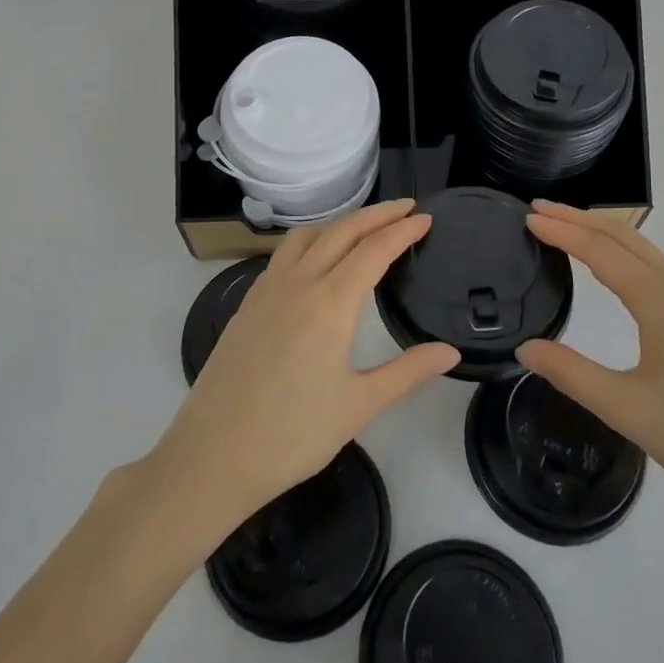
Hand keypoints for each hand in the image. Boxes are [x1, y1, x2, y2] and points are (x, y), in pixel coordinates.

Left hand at [147, 200, 459, 532]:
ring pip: (308, 236)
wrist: (213, 455)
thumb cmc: (293, 434)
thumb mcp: (360, 406)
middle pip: (342, 231)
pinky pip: (284, 254)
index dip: (402, 230)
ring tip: (364, 227)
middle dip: (378, 214)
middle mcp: (299, 283)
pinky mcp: (248, 303)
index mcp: (331, 302)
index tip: (425, 217)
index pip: (374, 250)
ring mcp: (267, 290)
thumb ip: (408, 372)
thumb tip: (451, 352)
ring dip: (341, 222)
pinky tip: (316, 259)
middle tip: (406, 207)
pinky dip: (311, 240)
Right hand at [516, 201, 663, 533]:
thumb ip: (571, 373)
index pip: (601, 250)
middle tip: (538, 210)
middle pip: (626, 237)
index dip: (562, 231)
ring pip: (646, 251)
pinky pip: (661, 269)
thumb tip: (526, 347)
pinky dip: (626, 255)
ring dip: (604, 234)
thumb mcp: (627, 410)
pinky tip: (614, 270)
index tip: (527, 217)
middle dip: (580, 219)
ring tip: (566, 230)